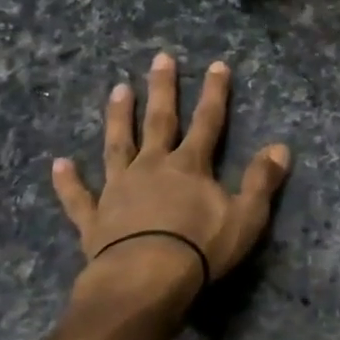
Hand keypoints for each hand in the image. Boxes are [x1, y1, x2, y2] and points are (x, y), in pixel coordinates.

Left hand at [52, 53, 290, 300]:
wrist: (145, 281)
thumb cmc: (199, 249)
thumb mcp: (245, 217)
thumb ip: (261, 180)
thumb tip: (281, 147)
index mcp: (189, 166)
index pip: (208, 121)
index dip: (215, 93)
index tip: (217, 65)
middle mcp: (152, 167)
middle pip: (160, 121)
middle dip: (163, 88)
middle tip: (160, 58)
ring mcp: (119, 189)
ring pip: (117, 145)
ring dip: (118, 117)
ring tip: (118, 89)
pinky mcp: (95, 218)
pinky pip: (79, 196)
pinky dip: (68, 181)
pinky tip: (58, 164)